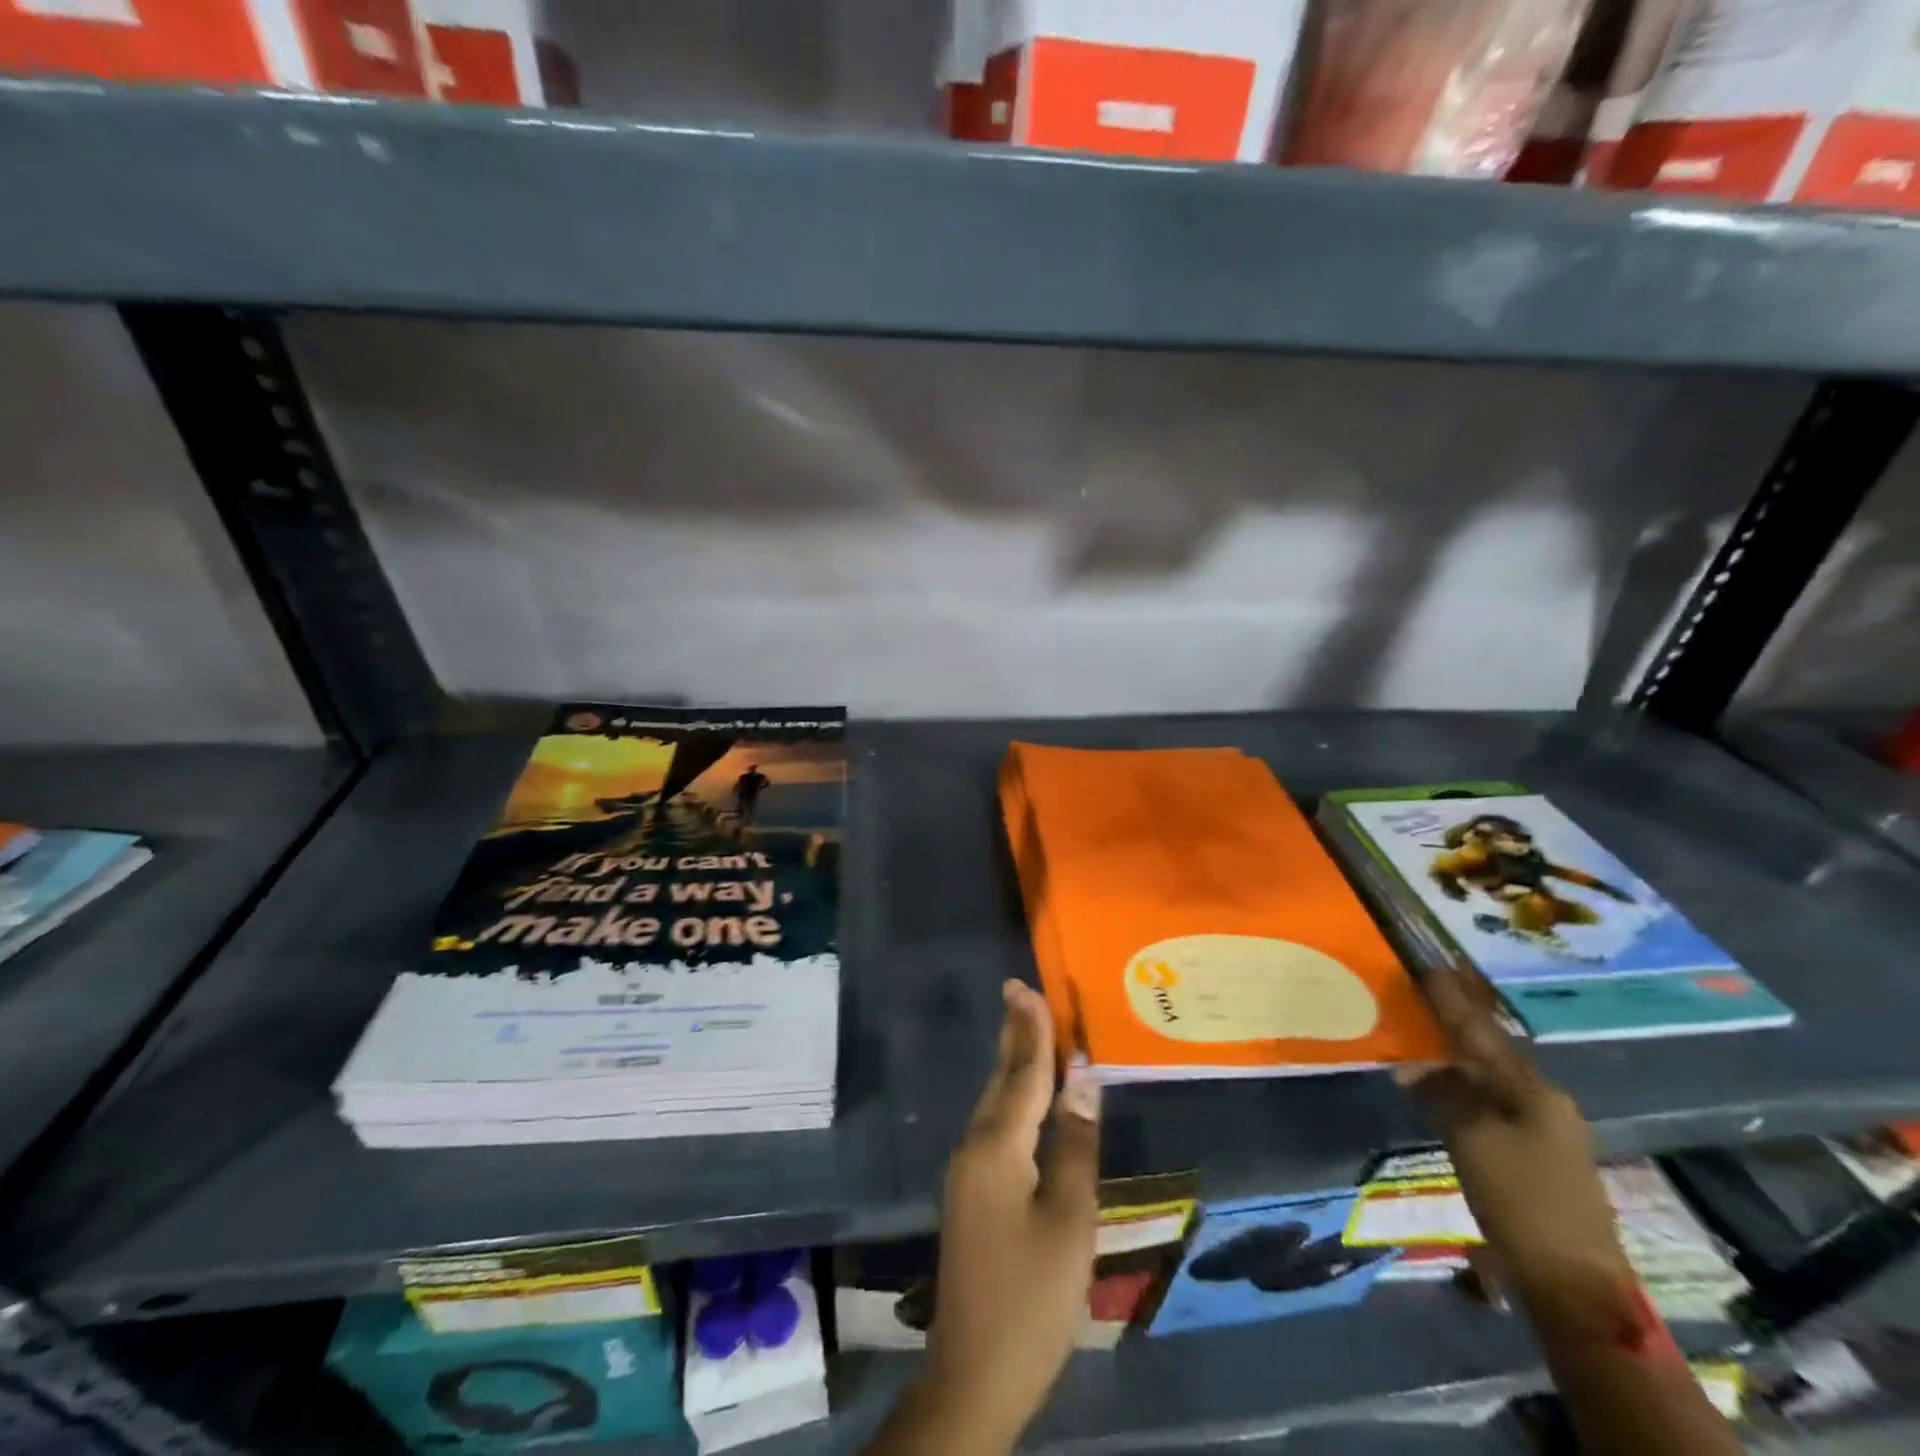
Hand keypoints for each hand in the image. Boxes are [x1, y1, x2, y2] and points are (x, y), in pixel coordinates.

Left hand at [922, 980, 1099, 1446]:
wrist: (974, 1373)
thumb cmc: (1032, 1297)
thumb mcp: (1070, 1221)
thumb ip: (1076, 1146)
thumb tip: (1084, 1080)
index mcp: (998, 1147)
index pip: (1022, 1075)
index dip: (1031, 1031)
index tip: (1027, 987)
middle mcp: (975, 1147)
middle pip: (1002, 1081)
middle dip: (1014, 1036)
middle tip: (1019, 992)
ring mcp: (968, 1172)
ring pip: (995, 1103)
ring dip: (1013, 1064)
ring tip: (1025, 1029)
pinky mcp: (971, 1194)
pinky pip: (994, 1127)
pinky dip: (1012, 1098)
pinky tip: (1023, 1098)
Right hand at [1403, 971, 1635, 1341]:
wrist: (1573, 1283)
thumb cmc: (1521, 1199)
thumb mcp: (1470, 1138)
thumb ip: (1442, 1093)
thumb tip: (1413, 1066)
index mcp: (1533, 1090)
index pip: (1480, 1033)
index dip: (1451, 1002)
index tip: (1428, 969)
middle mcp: (1544, 1102)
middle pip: (1488, 1054)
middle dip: (1452, 1028)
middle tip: (1419, 1001)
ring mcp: (1545, 1132)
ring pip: (1488, 1082)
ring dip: (1453, 1063)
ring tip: (1418, 1046)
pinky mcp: (1536, 1158)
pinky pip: (1490, 1107)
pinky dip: (1462, 1093)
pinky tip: (1439, 1092)